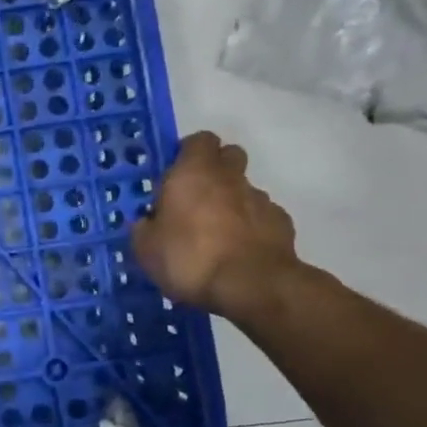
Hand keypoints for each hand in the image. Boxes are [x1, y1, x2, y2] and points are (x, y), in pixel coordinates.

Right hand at [131, 132, 301, 321]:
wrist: (252, 286)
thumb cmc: (188, 258)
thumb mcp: (145, 248)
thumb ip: (145, 227)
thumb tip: (149, 222)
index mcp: (193, 173)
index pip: (199, 140)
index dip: (188, 153)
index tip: (174, 175)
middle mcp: (229, 178)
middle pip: (229, 156)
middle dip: (215, 170)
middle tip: (195, 198)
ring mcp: (260, 199)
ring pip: (244, 189)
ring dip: (231, 202)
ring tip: (215, 235)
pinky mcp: (282, 224)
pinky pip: (261, 217)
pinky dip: (250, 227)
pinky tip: (237, 252)